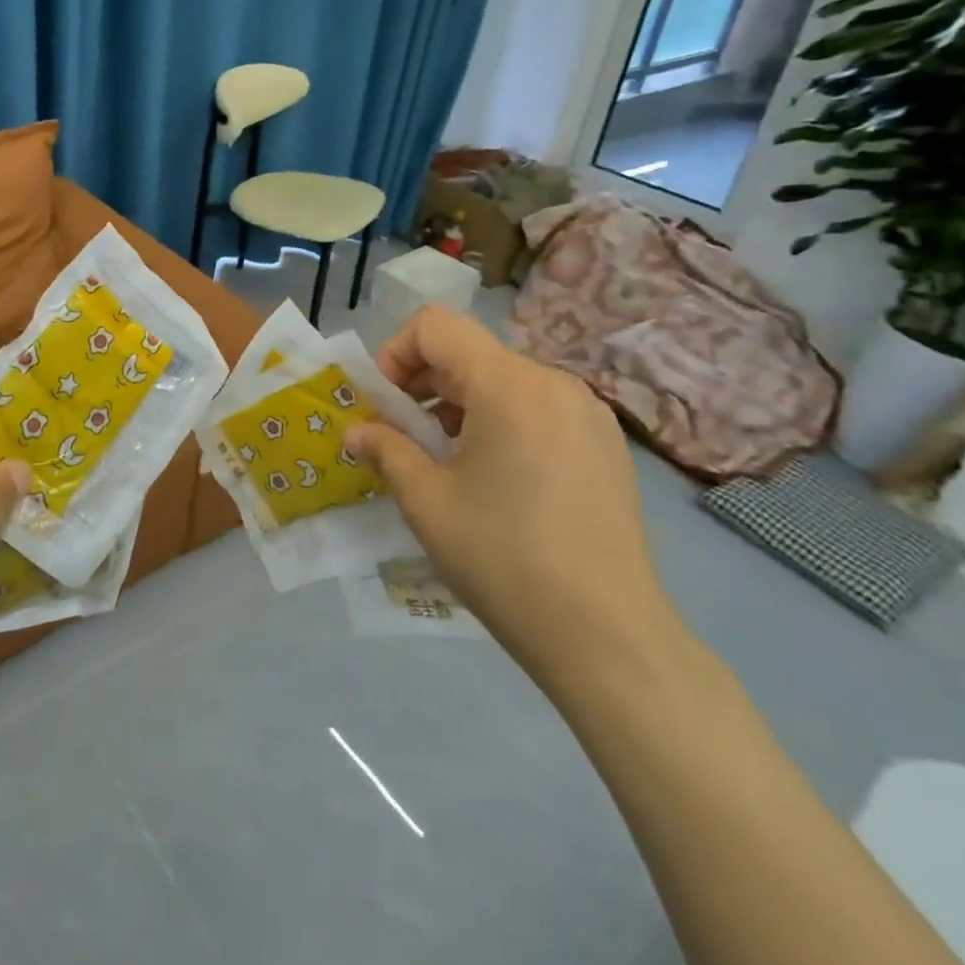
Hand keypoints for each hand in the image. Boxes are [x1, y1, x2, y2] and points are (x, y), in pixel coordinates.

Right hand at [346, 308, 676, 691]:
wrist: (607, 638)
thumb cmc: (504, 559)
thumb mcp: (427, 502)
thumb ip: (386, 449)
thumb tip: (357, 431)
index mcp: (509, 385)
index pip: (436, 326)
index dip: (396, 352)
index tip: (384, 404)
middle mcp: (553, 383)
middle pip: (470, 352)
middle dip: (423, 383)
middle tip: (403, 437)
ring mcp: (587, 413)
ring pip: (503, 381)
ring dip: (460, 404)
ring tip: (446, 462)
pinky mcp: (605, 445)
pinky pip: (537, 408)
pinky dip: (500, 422)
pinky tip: (496, 479)